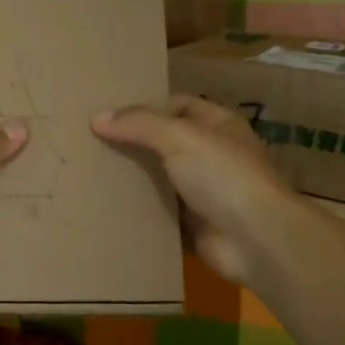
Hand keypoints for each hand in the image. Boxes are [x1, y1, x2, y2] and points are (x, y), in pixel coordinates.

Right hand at [92, 95, 300, 286]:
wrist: (255, 239)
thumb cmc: (222, 175)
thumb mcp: (179, 136)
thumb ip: (139, 124)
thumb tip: (97, 118)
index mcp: (217, 126)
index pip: (177, 105)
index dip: (145, 106)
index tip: (107, 112)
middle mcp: (212, 156)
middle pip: (165, 144)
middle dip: (132, 144)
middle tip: (89, 144)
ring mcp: (204, 194)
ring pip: (160, 182)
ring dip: (133, 181)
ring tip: (90, 175)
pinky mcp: (194, 227)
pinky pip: (160, 216)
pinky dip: (139, 215)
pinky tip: (107, 209)